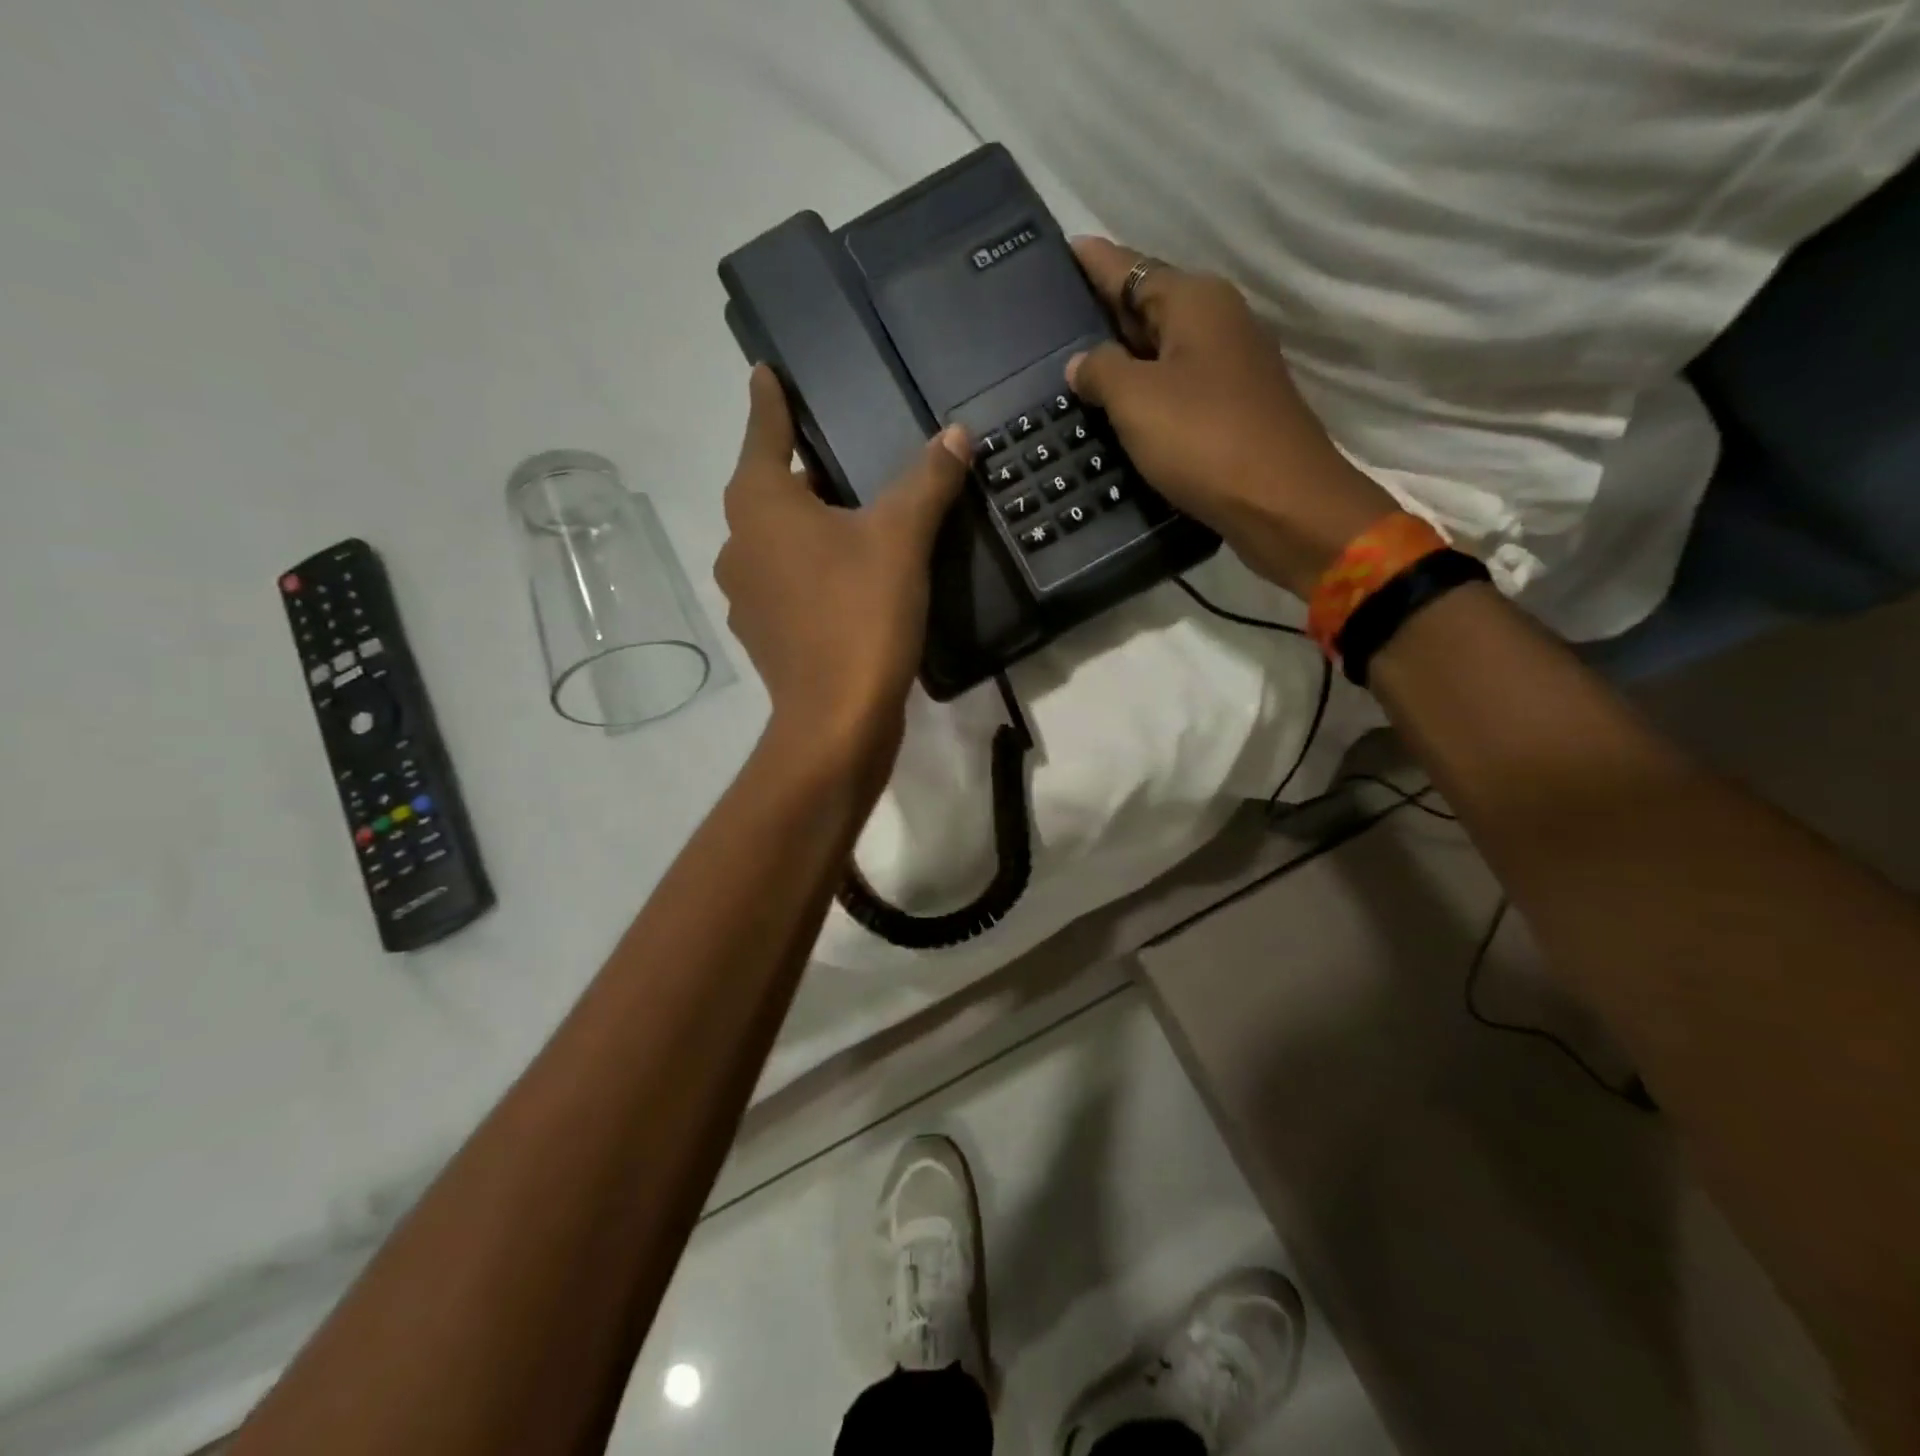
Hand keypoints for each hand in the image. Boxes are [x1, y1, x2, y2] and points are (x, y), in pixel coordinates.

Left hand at [715, 366, 968, 758]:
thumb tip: (956, 434)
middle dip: (805, 472)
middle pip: (771, 489)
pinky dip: (812, 571)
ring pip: (779, 541)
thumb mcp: (902, 538)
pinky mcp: (764, 634)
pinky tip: (848, 582)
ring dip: (809, 527)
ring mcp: (745, 594)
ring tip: (855, 522)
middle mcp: (739, 543)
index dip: (770, 400)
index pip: (764, 430)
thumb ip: (927, 481)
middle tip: (846, 459)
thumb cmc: (861, 613)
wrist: (836, 719)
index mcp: (760, 503)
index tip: (765, 372)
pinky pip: (787, 583)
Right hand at [1068, 237, 1396, 598]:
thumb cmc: (1203, 438)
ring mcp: (1230, 367)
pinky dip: (1146, 392)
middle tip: (1056, 317)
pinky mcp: (1233, 409)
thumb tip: (1081, 362)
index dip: (1095, 262)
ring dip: (1124, 358)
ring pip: (1163, 350)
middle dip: (1105, 311)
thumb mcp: (1137, 400)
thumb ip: (1101, 371)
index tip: (1066, 249)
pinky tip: (1118, 410)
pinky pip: (1176, 387)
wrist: (1280, 501)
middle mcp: (1217, 321)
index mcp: (1194, 302)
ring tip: (1077, 367)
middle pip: (1149, 305)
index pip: (1131, 268)